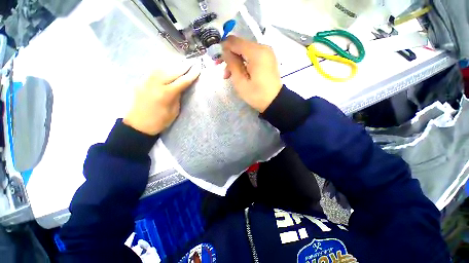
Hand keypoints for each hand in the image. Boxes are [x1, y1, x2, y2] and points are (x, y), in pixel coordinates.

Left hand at [123, 62, 200, 134]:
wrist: (138, 125)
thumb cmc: (160, 121)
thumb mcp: (174, 111)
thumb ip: (177, 96)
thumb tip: (181, 87)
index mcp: (166, 94)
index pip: (182, 81)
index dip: (192, 74)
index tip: (198, 68)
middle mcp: (156, 84)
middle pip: (172, 71)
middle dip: (184, 65)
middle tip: (193, 61)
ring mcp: (146, 81)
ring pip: (162, 67)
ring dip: (173, 64)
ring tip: (182, 62)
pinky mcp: (140, 81)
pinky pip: (153, 70)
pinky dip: (163, 67)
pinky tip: (167, 67)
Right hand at [222, 36, 281, 112]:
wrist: (274, 101)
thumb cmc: (256, 95)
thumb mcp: (240, 82)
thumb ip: (232, 64)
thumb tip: (225, 52)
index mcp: (256, 53)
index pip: (235, 42)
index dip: (223, 48)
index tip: (217, 59)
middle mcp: (263, 48)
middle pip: (240, 45)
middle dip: (229, 56)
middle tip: (223, 71)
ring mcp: (267, 53)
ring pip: (245, 51)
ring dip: (236, 61)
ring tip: (229, 75)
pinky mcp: (267, 58)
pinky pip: (252, 56)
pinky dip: (244, 62)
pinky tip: (239, 72)